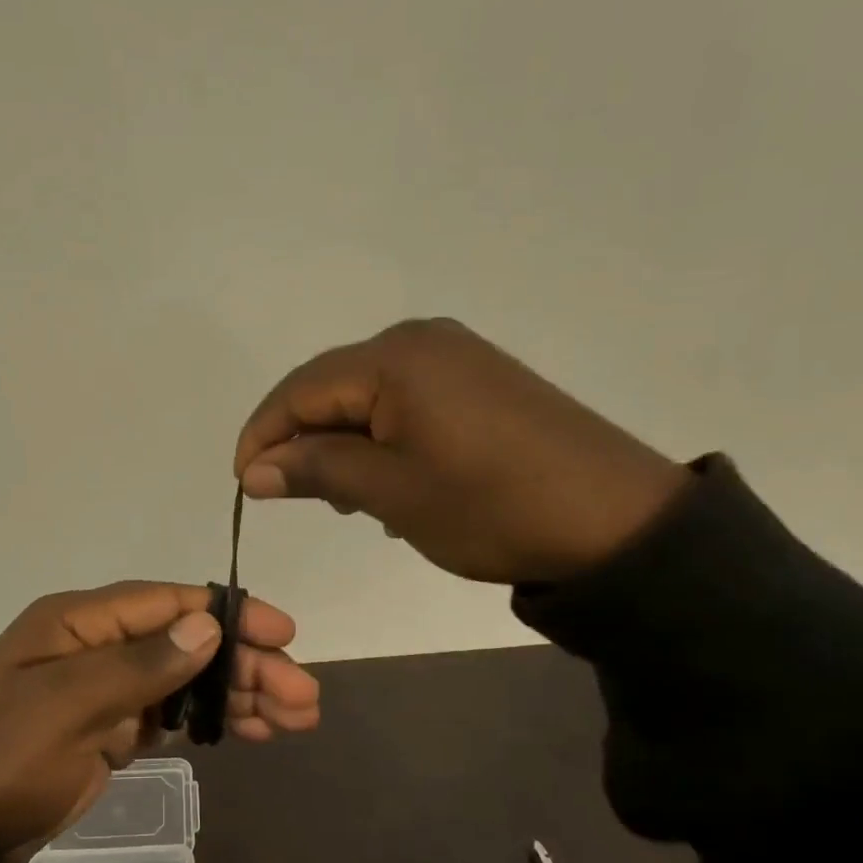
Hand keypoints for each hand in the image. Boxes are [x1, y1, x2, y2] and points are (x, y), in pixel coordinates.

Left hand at [0, 582, 319, 858]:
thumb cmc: (1, 759)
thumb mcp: (65, 707)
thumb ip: (139, 665)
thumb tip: (207, 626)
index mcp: (79, 621)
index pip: (167, 603)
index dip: (228, 614)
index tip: (282, 633)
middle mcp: (98, 644)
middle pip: (186, 641)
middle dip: (246, 664)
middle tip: (303, 696)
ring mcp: (106, 688)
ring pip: (187, 678)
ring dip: (239, 693)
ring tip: (296, 717)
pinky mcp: (111, 729)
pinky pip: (172, 714)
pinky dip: (213, 720)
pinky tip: (254, 731)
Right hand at [234, 318, 687, 584]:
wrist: (618, 522)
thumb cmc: (491, 506)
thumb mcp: (391, 493)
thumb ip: (315, 470)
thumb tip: (252, 470)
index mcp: (394, 358)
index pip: (300, 390)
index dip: (263, 435)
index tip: (243, 484)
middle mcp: (421, 340)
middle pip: (332, 387)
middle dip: (304, 440)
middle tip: (296, 496)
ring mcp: (456, 356)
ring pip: (368, 396)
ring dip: (344, 442)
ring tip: (347, 498)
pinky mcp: (482, 379)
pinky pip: (407, 401)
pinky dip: (383, 438)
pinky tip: (392, 479)